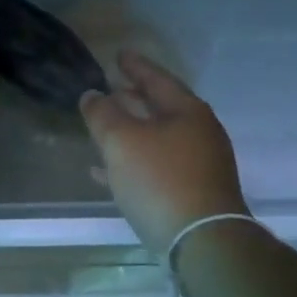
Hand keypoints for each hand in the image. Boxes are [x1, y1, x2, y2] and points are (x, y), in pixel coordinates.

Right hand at [80, 51, 249, 253]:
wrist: (203, 242)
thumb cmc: (161, 181)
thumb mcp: (122, 141)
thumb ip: (103, 114)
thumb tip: (92, 94)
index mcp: (188, 111)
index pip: (157, 78)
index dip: (135, 66)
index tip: (118, 54)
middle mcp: (200, 133)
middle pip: (162, 107)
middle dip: (134, 98)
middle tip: (111, 88)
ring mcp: (200, 165)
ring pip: (159, 139)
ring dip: (132, 131)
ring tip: (105, 128)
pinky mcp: (194, 194)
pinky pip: (158, 168)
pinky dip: (134, 163)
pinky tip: (107, 173)